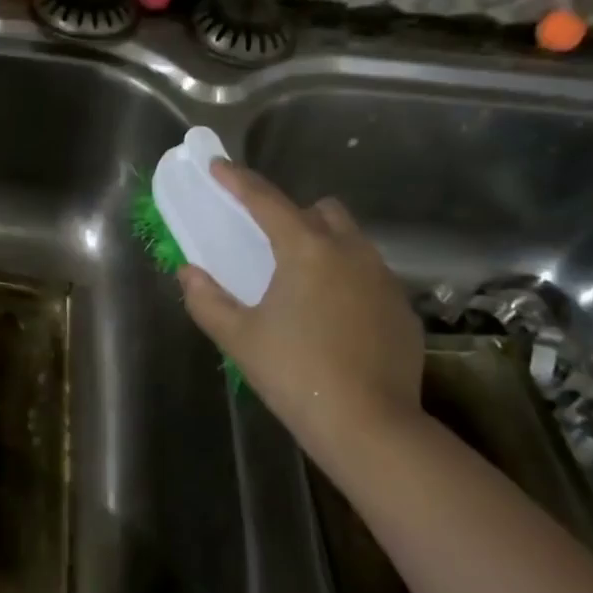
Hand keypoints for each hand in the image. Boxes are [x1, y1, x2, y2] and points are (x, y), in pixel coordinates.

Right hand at [177, 162, 424, 455]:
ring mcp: (384, 279)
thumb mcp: (239, 338)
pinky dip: (348, 282)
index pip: (266, 200)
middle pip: (321, 211)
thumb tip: (189, 273)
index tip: (219, 167)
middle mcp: (351, 251)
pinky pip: (370, 277)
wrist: (368, 425)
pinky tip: (335, 320)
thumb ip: (207, 299)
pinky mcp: (402, 309)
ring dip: (325, 247)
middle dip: (293, 214)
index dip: (238, 181)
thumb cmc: (294, 373)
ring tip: (302, 285)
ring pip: (351, 242)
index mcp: (306, 249)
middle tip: (269, 244)